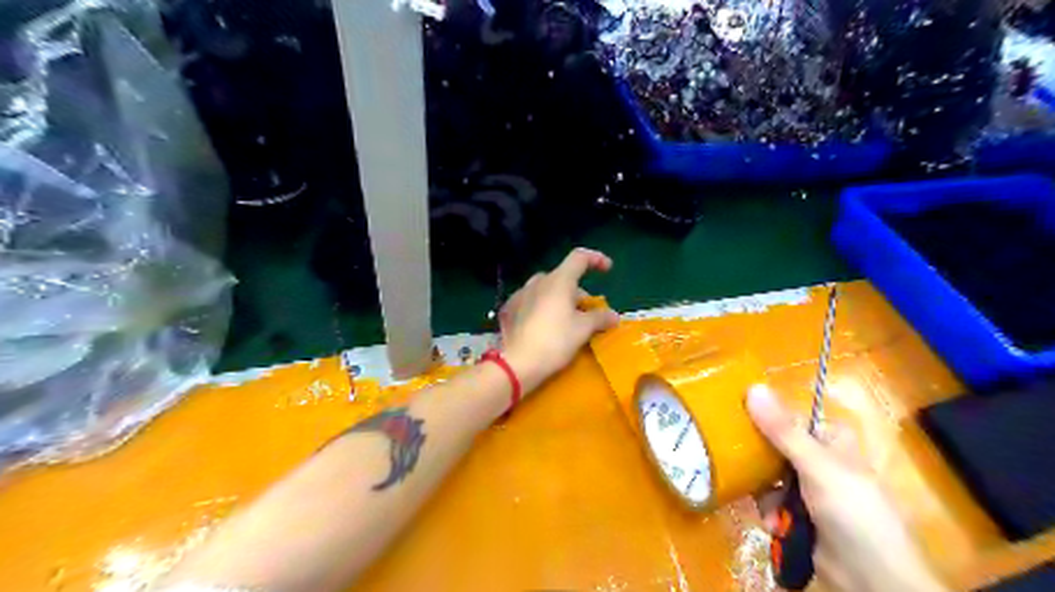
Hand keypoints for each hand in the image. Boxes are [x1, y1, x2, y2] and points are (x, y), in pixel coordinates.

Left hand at [500, 248, 618, 391]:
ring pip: (545, 290)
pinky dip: (542, 309)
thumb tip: (614, 316)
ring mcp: (520, 294)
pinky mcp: (509, 310)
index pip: (579, 257)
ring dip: (559, 300)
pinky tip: (544, 327)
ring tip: (566, 321)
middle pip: (563, 278)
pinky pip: (530, 302)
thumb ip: (600, 318)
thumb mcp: (583, 330)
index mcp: (558, 281)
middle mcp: (538, 282)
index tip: (607, 269)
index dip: (596, 259)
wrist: (517, 363)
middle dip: (577, 292)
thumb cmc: (555, 341)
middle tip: (587, 313)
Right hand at [745, 387, 942, 590]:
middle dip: (757, 457)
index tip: (737, 412)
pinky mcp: (798, 515)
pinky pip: (771, 501)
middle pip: (774, 445)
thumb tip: (751, 387)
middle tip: (733, 453)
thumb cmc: (853, 511)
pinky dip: (768, 511)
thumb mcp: (816, 465)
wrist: (871, 579)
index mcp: (831, 441)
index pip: (791, 417)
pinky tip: (771, 523)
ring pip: (768, 475)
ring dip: (762, 490)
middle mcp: (818, 461)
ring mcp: (808, 489)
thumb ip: (782, 430)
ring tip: (762, 502)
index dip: (766, 414)